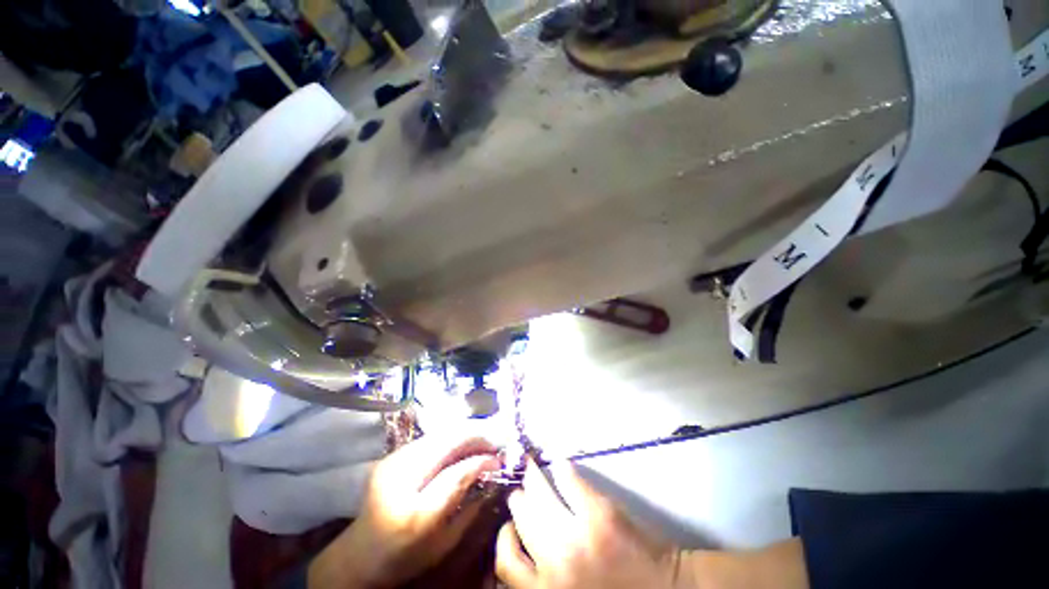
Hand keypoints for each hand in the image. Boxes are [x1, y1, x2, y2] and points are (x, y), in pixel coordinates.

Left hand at [310, 435, 500, 588]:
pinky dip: (452, 436)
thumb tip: (493, 473)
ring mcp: (392, 461)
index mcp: (413, 514)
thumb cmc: (405, 557)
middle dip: (477, 435)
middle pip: (446, 442)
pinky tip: (464, 442)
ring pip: (439, 433)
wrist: (359, 553)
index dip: (481, 460)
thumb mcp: (444, 543)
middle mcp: (399, 479)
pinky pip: (431, 437)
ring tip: (484, 438)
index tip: (499, 458)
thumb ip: (470, 507)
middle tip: (497, 439)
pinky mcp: (392, 454)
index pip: (455, 473)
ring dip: (466, 432)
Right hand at [496, 460, 684, 588]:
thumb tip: (523, 546)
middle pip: (522, 518)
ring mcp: (576, 536)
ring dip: (532, 478)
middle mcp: (555, 566)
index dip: (505, 537)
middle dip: (518, 500)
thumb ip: (544, 579)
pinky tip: (561, 465)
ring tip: (531, 470)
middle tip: (520, 490)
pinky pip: (568, 481)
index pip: (506, 562)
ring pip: (539, 496)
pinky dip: (562, 469)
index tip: (509, 524)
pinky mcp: (598, 513)